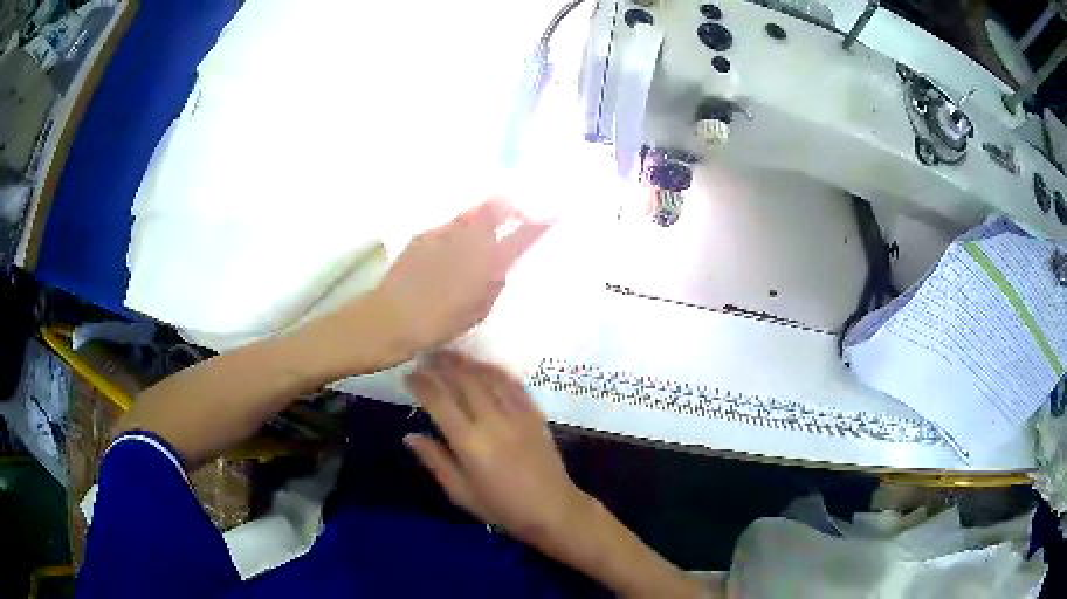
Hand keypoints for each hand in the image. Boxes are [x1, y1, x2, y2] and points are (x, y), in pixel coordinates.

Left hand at [371, 198, 549, 355]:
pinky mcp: (423, 234)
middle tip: (514, 213)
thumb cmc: (438, 324)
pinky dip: (457, 230)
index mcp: (488, 264)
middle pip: (495, 209)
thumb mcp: (477, 312)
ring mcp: (444, 233)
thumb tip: (499, 268)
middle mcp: (469, 240)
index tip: (554, 214)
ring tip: (482, 228)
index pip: (521, 237)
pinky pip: (449, 225)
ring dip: (482, 216)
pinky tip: (450, 246)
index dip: (539, 224)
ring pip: (471, 213)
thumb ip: (493, 285)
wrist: (391, 318)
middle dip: (508, 207)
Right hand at [404, 351, 588, 541]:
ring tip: (448, 354)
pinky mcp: (534, 413)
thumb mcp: (460, 491)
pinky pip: (512, 384)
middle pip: (462, 380)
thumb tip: (410, 435)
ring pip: (487, 377)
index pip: (439, 401)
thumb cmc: (501, 507)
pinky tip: (483, 366)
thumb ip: (435, 460)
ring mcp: (517, 414)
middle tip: (425, 356)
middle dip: (441, 365)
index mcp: (469, 442)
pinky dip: (494, 370)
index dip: (421, 384)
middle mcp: (492, 420)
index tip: (408, 375)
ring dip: (466, 363)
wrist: (552, 508)